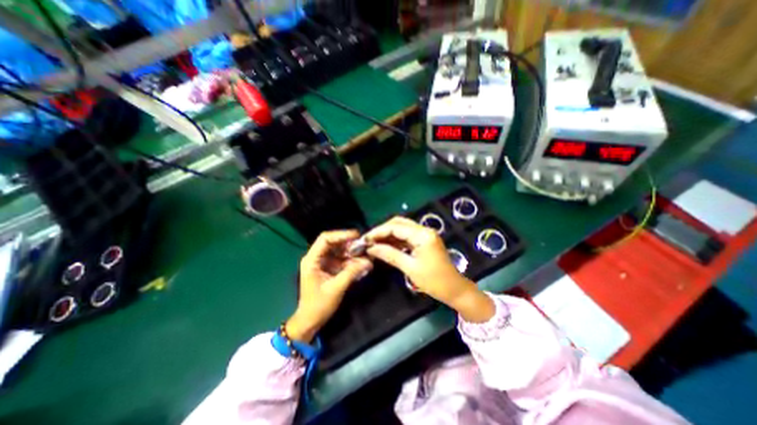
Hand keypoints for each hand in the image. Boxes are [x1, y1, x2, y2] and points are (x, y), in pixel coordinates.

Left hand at [287, 231, 372, 342]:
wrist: (310, 321)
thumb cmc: (319, 305)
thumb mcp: (336, 288)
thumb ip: (352, 272)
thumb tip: (368, 261)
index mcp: (312, 260)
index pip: (325, 239)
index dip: (341, 235)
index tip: (356, 236)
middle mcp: (316, 257)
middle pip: (333, 243)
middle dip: (349, 244)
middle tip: (364, 247)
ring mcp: (322, 262)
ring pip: (339, 251)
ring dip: (352, 253)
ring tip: (365, 256)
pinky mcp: (328, 268)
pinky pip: (341, 260)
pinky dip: (351, 261)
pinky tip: (361, 264)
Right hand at [364, 218, 493, 323]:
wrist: (454, 289)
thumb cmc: (434, 281)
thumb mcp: (410, 268)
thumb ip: (390, 254)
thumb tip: (371, 248)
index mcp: (423, 235)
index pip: (396, 227)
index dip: (379, 232)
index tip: (365, 239)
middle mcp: (424, 230)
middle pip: (399, 223)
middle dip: (382, 231)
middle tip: (369, 241)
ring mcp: (425, 235)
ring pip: (402, 229)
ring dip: (388, 235)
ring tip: (374, 243)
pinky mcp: (424, 241)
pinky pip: (407, 236)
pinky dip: (395, 240)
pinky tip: (385, 246)